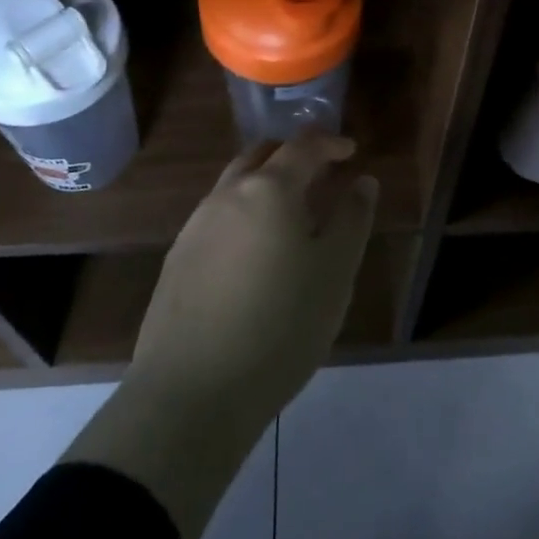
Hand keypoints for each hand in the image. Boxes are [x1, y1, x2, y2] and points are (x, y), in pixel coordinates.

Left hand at [61, 129, 375, 538]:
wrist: (191, 395)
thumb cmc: (281, 327)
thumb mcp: (335, 273)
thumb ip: (352, 219)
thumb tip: (362, 182)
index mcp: (269, 190)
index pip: (303, 146)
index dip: (330, 143)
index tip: (350, 151)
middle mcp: (226, 196)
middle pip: (261, 157)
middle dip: (292, 157)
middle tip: (320, 175)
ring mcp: (195, 227)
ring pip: (234, 187)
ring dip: (264, 186)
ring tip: (290, 216)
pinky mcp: (176, 261)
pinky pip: (217, 218)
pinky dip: (242, 215)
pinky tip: (254, 253)